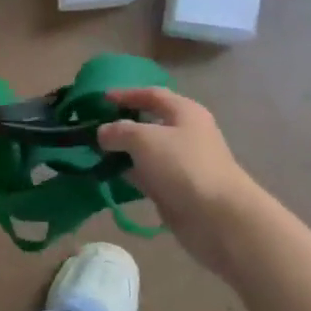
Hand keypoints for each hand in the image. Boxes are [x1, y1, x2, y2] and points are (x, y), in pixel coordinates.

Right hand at [98, 87, 255, 264]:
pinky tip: (109, 175)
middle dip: (121, 124)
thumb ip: (119, 131)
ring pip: (146, 151)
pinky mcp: (176, 188)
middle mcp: (185, 133)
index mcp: (184, 112)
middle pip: (149, 123)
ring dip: (123, 151)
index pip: (152, 94)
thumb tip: (103, 132)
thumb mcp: (144, 139)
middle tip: (93, 128)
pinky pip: (148, 175)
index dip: (126, 94)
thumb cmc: (182, 166)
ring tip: (94, 152)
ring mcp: (181, 163)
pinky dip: (130, 173)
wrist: (217, 217)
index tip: (100, 99)